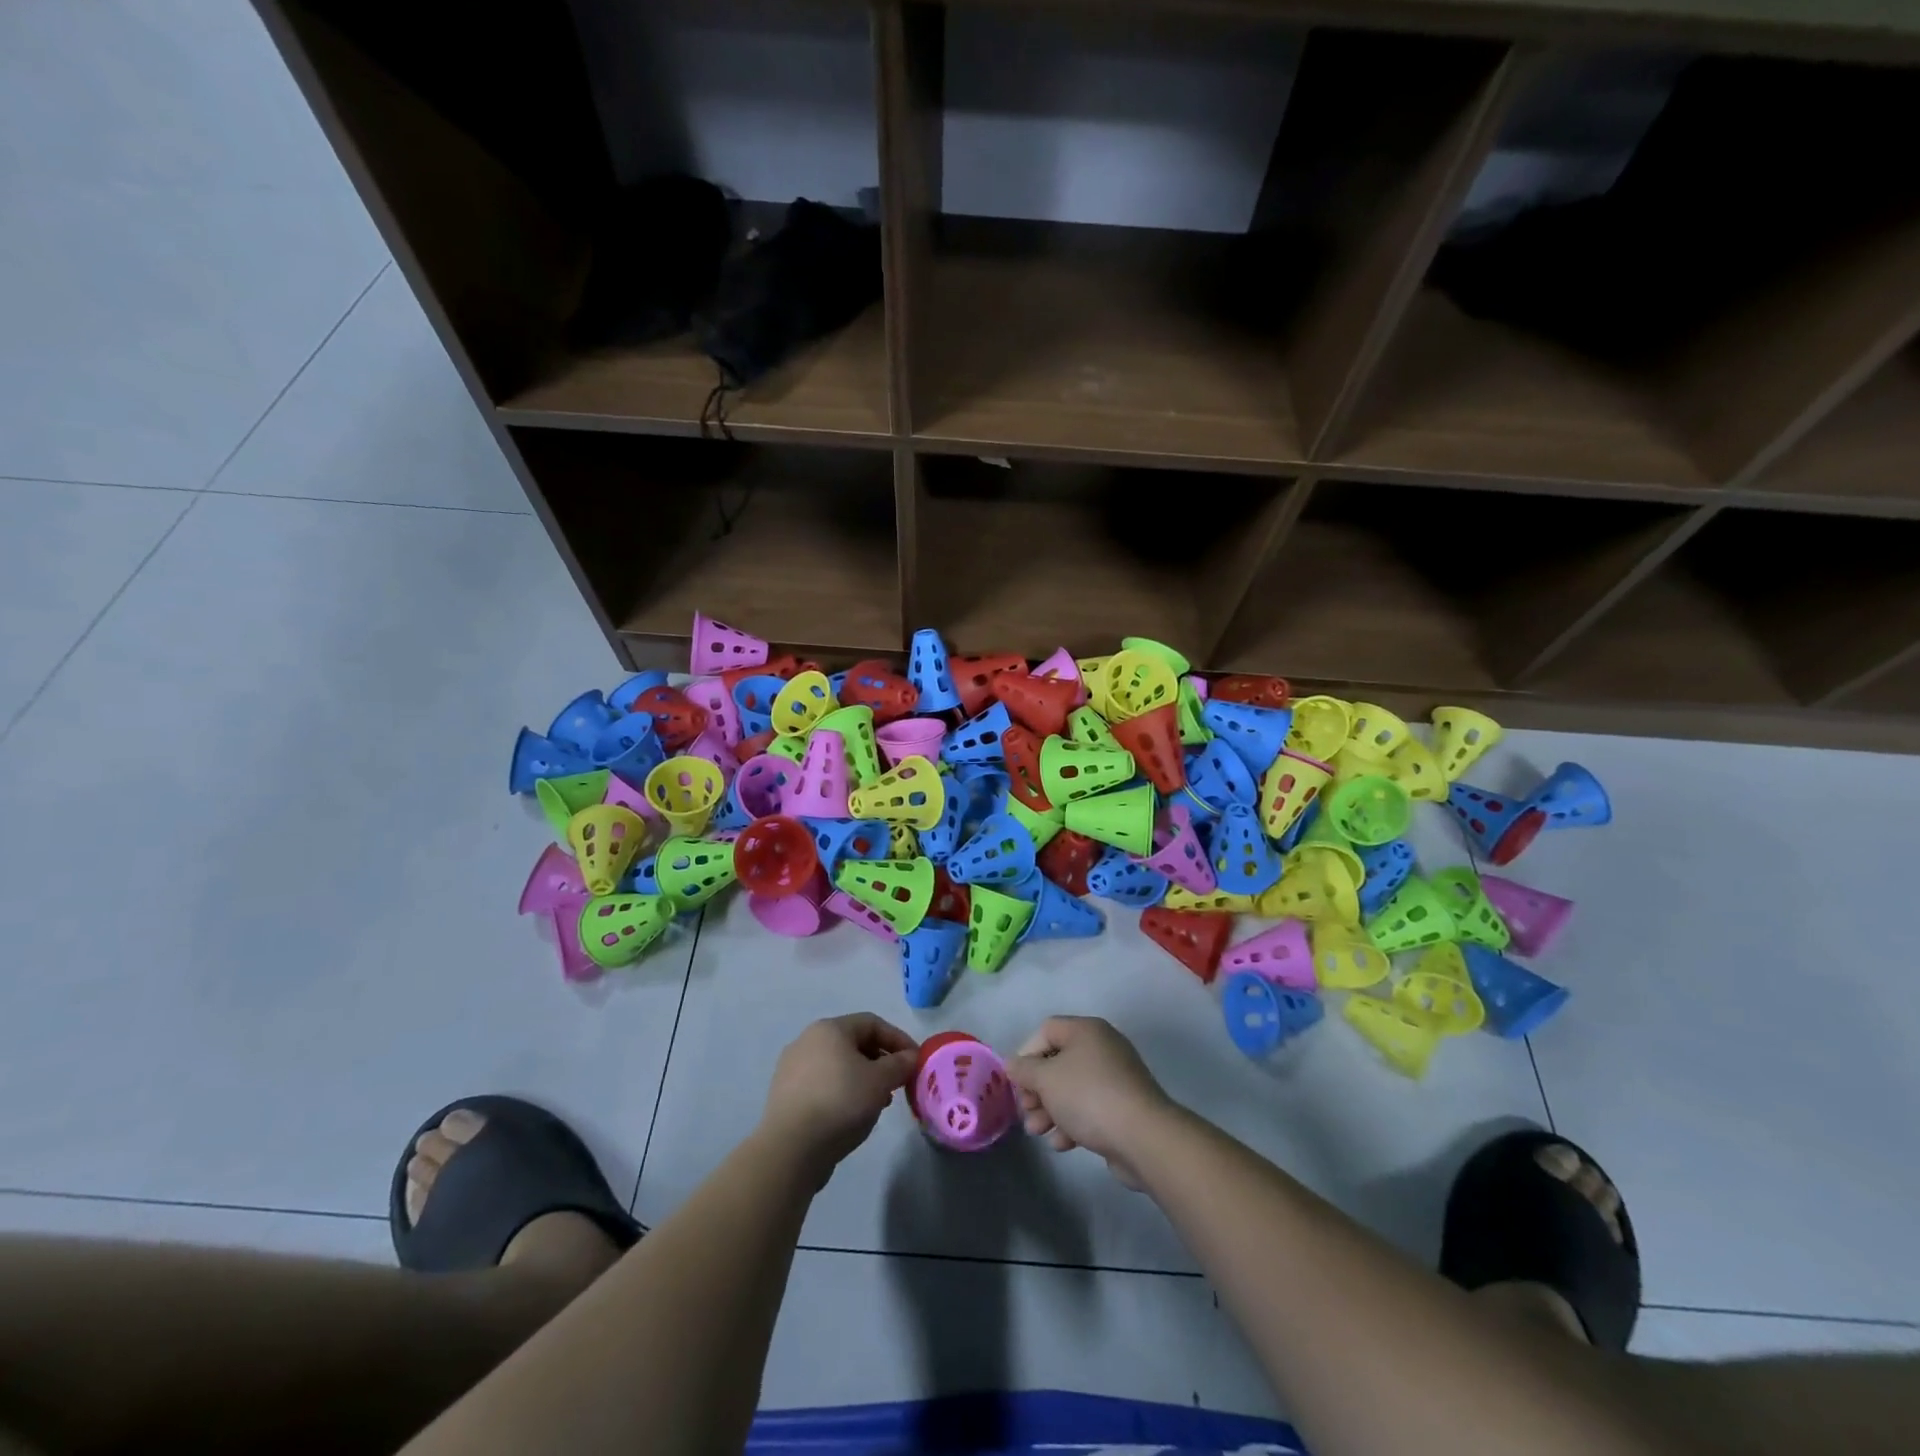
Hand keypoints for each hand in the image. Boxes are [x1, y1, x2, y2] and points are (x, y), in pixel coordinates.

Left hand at [760, 1014, 918, 1177]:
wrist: (791, 1148)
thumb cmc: (841, 1102)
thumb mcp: (880, 1081)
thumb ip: (900, 1064)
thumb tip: (911, 1057)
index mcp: (829, 1028)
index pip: (872, 1023)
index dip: (898, 1039)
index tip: (915, 1061)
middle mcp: (807, 1040)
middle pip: (853, 1042)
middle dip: (881, 1060)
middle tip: (898, 1082)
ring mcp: (792, 1068)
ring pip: (838, 1065)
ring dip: (863, 1078)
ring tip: (878, 1102)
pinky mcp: (785, 1095)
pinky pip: (822, 1084)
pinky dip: (842, 1092)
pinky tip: (852, 1115)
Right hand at [1007, 1017, 1173, 1188]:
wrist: (1143, 1137)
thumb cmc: (1089, 1097)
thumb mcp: (1047, 1079)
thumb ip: (1024, 1070)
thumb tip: (1012, 1064)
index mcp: (1086, 1030)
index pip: (1046, 1030)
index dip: (1026, 1053)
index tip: (1016, 1081)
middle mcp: (1102, 1047)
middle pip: (1058, 1061)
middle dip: (1037, 1089)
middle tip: (1026, 1111)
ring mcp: (1115, 1078)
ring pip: (1071, 1088)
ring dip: (1050, 1110)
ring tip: (1038, 1132)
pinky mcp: (1122, 1107)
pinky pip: (1089, 1108)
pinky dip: (1072, 1123)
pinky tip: (1062, 1144)